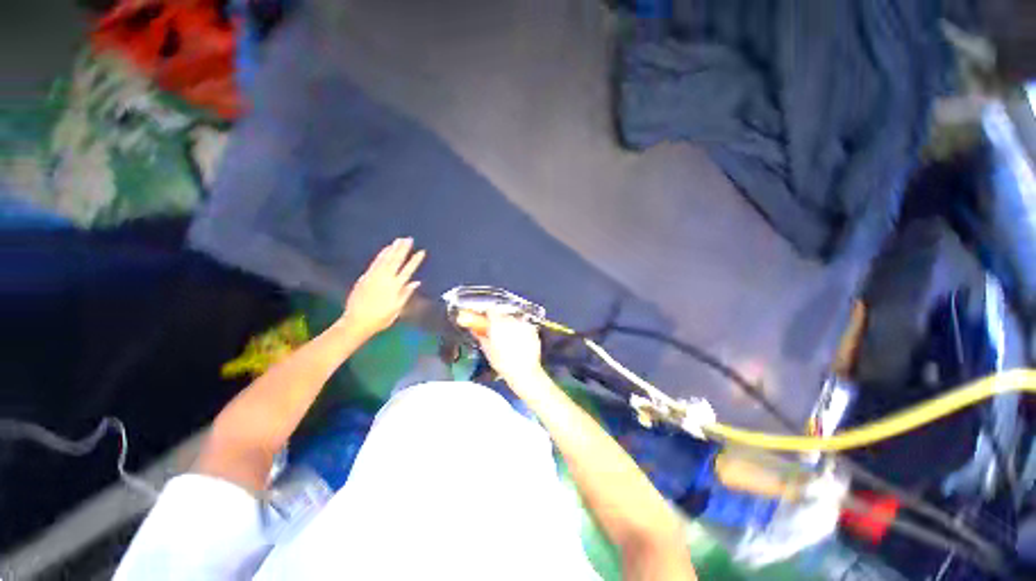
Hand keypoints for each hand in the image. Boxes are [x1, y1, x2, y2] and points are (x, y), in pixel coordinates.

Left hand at [339, 238, 424, 339]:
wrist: (356, 322)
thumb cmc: (380, 318)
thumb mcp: (397, 308)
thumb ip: (406, 293)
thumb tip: (416, 282)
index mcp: (395, 287)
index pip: (408, 270)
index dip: (415, 260)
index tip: (422, 251)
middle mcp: (385, 279)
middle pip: (396, 261)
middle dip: (403, 249)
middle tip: (409, 239)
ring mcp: (374, 276)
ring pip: (385, 259)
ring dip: (393, 249)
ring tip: (399, 240)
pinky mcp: (365, 277)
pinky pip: (375, 262)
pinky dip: (381, 254)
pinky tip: (386, 249)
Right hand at [457, 311, 544, 383]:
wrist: (525, 372)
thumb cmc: (504, 363)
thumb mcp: (488, 351)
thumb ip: (481, 337)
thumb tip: (476, 331)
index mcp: (498, 324)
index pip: (490, 310)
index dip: (487, 315)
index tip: (486, 321)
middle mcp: (511, 321)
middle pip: (502, 315)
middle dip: (499, 322)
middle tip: (497, 334)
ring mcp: (523, 324)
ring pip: (513, 320)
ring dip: (510, 326)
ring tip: (509, 340)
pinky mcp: (532, 329)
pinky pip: (523, 326)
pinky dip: (520, 331)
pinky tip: (519, 342)